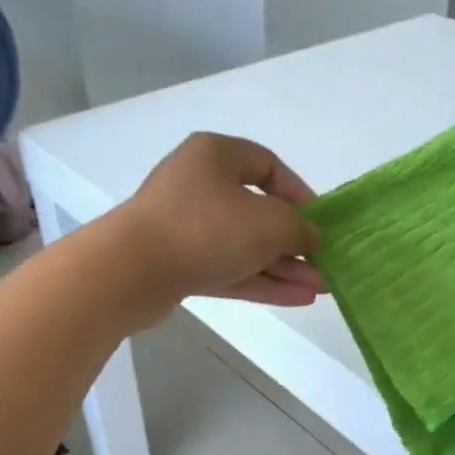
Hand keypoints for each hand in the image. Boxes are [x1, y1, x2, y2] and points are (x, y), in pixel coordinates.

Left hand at [115, 133, 324, 309]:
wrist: (130, 271)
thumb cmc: (207, 228)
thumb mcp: (269, 222)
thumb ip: (299, 228)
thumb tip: (310, 236)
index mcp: (215, 156)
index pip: (267, 165)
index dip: (299, 193)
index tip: (320, 221)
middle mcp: (198, 185)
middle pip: (256, 210)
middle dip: (293, 240)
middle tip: (324, 263)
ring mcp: (184, 227)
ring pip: (243, 245)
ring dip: (282, 266)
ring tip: (320, 288)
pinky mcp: (177, 264)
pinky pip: (227, 268)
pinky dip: (260, 281)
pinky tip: (296, 299)